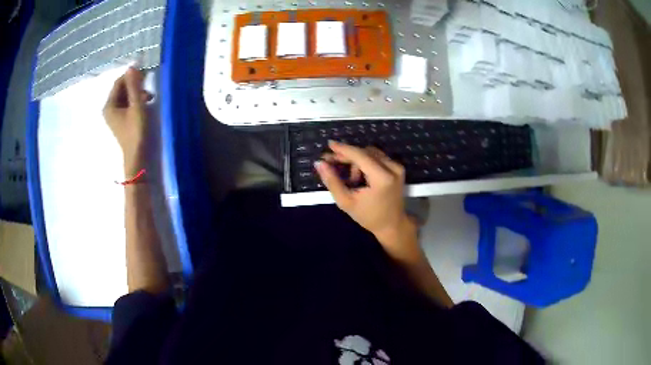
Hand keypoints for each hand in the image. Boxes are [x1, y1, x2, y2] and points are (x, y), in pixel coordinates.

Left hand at [103, 67, 151, 174]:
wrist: (137, 156)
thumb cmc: (136, 131)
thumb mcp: (137, 106)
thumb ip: (134, 86)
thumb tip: (131, 66)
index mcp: (109, 105)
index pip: (119, 82)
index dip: (131, 75)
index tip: (146, 73)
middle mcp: (109, 109)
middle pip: (122, 89)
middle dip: (135, 85)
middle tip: (148, 86)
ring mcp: (114, 115)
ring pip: (125, 96)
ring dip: (137, 93)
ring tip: (149, 97)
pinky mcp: (121, 120)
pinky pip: (127, 104)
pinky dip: (136, 101)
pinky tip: (145, 103)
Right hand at [315, 141, 415, 250]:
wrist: (392, 225)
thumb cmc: (368, 216)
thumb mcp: (346, 202)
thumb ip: (332, 181)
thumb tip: (319, 164)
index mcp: (382, 178)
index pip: (360, 155)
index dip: (343, 149)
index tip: (329, 144)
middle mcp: (392, 168)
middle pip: (365, 152)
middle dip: (347, 156)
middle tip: (331, 162)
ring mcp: (397, 167)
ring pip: (370, 153)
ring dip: (357, 161)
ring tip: (351, 179)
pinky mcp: (398, 168)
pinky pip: (377, 157)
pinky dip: (365, 163)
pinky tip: (360, 177)